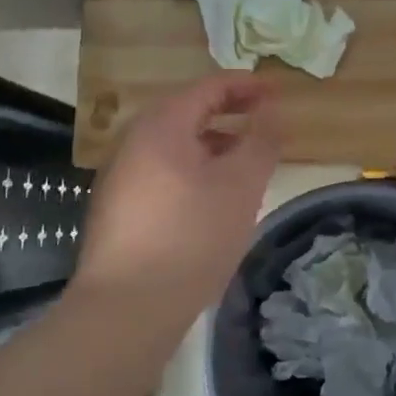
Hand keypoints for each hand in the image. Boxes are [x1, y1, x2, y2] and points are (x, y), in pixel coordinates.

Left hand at [75, 74, 281, 315]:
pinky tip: (212, 199)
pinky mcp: (118, 208)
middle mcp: (133, 141)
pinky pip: (162, 171)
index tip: (278, 91)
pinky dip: (193, 169)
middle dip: (229, 113)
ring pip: (175, 145)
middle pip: (187, 112)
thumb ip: (261, 140)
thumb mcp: (241, 185)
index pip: (208, 88)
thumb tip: (272, 110)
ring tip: (245, 163)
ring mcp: (120, 176)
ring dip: (212, 144)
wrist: (126, 309)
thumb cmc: (191, 237)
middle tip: (264, 122)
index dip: (246, 85)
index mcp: (161, 125)